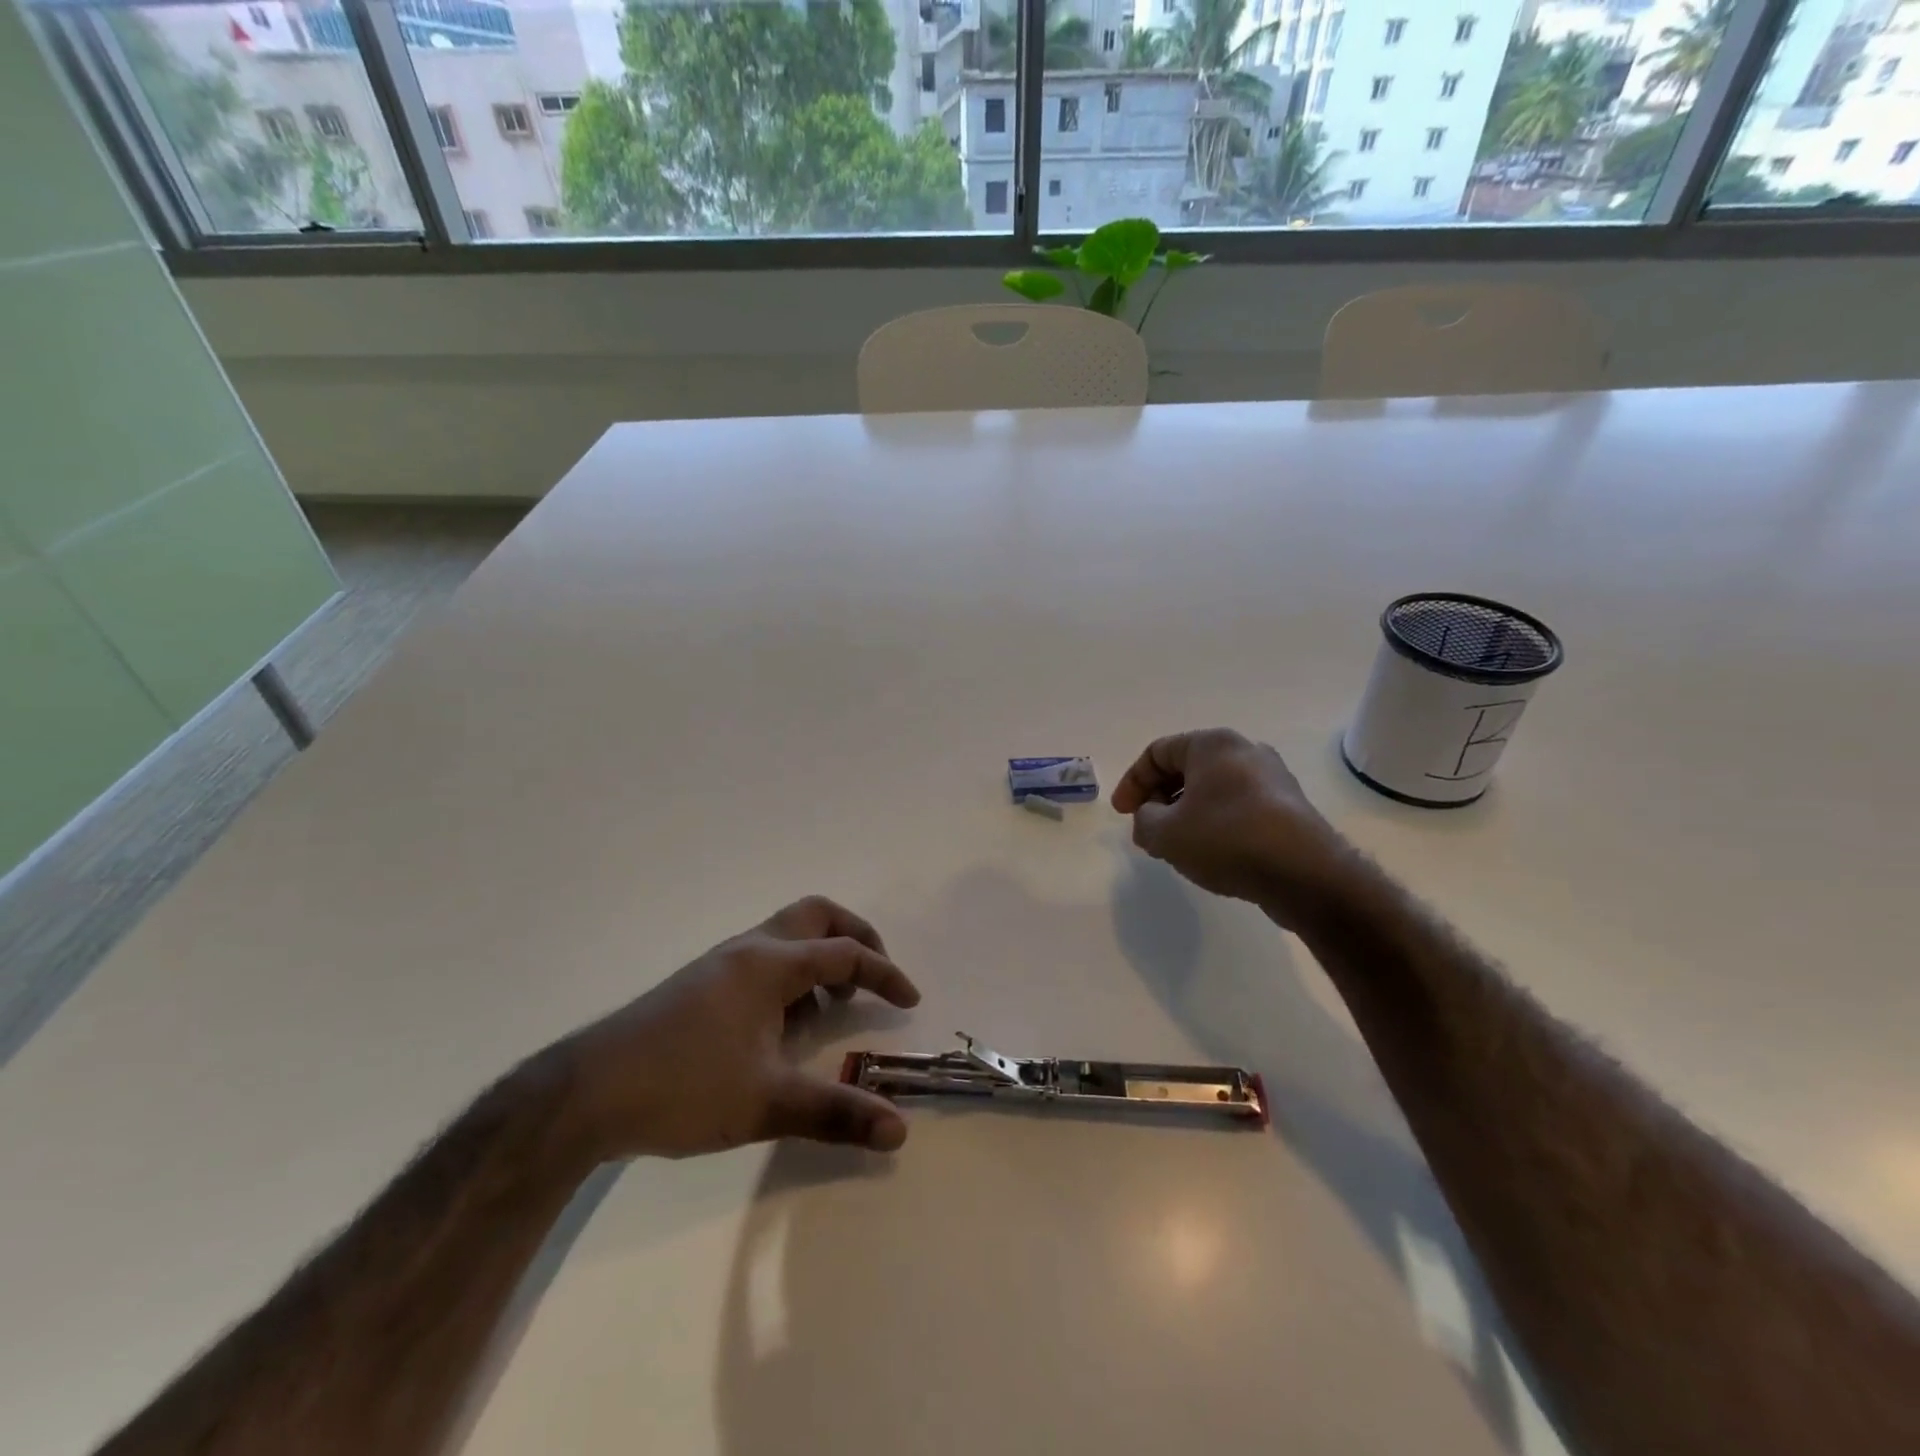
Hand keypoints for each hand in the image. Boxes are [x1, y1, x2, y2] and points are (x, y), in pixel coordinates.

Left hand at [552, 897, 920, 1159]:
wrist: (586, 1094)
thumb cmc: (684, 1088)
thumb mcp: (766, 1103)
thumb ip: (836, 1113)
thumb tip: (899, 1130)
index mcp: (770, 965)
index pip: (844, 955)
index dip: (884, 974)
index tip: (909, 1001)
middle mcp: (748, 949)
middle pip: (816, 915)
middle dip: (855, 938)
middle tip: (875, 976)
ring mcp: (719, 963)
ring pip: (785, 935)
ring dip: (819, 958)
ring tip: (829, 1010)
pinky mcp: (699, 984)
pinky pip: (762, 958)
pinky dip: (790, 974)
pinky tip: (780, 1027)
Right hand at [1111, 728, 1352, 921]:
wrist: (1305, 873)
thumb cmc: (1227, 839)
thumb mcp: (1166, 833)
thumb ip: (1144, 821)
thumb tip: (1150, 819)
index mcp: (1212, 744)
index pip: (1157, 752)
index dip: (1132, 782)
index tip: (1122, 814)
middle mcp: (1244, 750)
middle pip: (1186, 768)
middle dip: (1159, 798)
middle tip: (1147, 828)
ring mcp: (1272, 778)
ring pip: (1213, 789)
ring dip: (1186, 812)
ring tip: (1176, 845)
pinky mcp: (1288, 807)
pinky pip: (1238, 806)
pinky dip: (1215, 822)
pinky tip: (1211, 853)